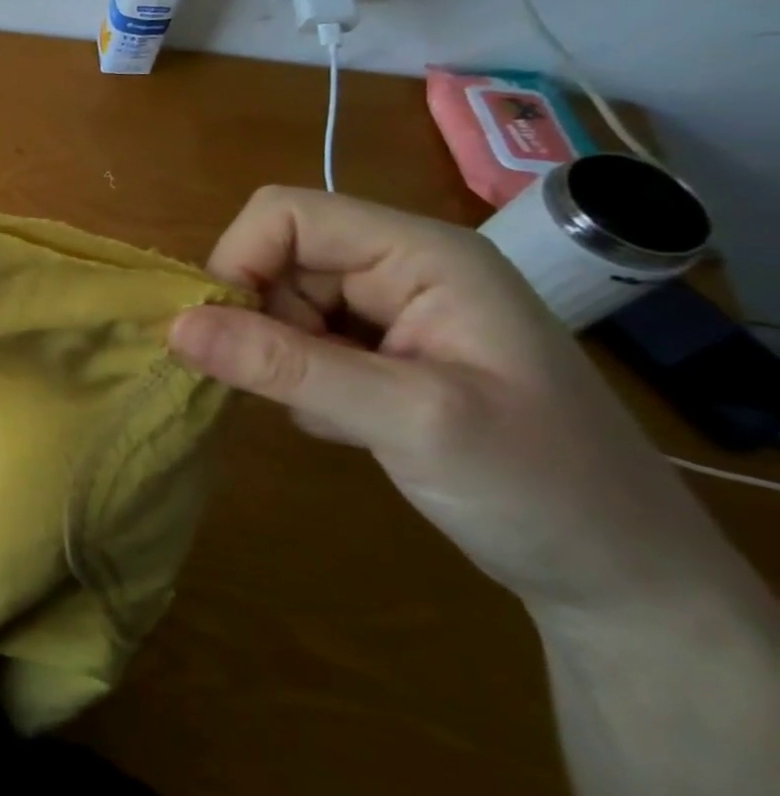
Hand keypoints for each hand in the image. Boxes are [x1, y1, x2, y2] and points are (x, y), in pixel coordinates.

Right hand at [168, 186, 740, 619]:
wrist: (621, 580)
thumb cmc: (539, 487)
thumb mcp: (408, 420)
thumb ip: (286, 366)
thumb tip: (174, 327)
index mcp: (422, 253)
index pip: (287, 215)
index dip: (240, 260)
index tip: (222, 333)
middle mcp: (401, 267)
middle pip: (278, 257)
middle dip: (262, 320)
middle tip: (287, 388)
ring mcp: (392, 310)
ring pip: (280, 302)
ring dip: (279, 357)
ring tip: (331, 414)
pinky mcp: (380, 351)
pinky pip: (298, 340)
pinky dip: (296, 379)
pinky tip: (344, 424)